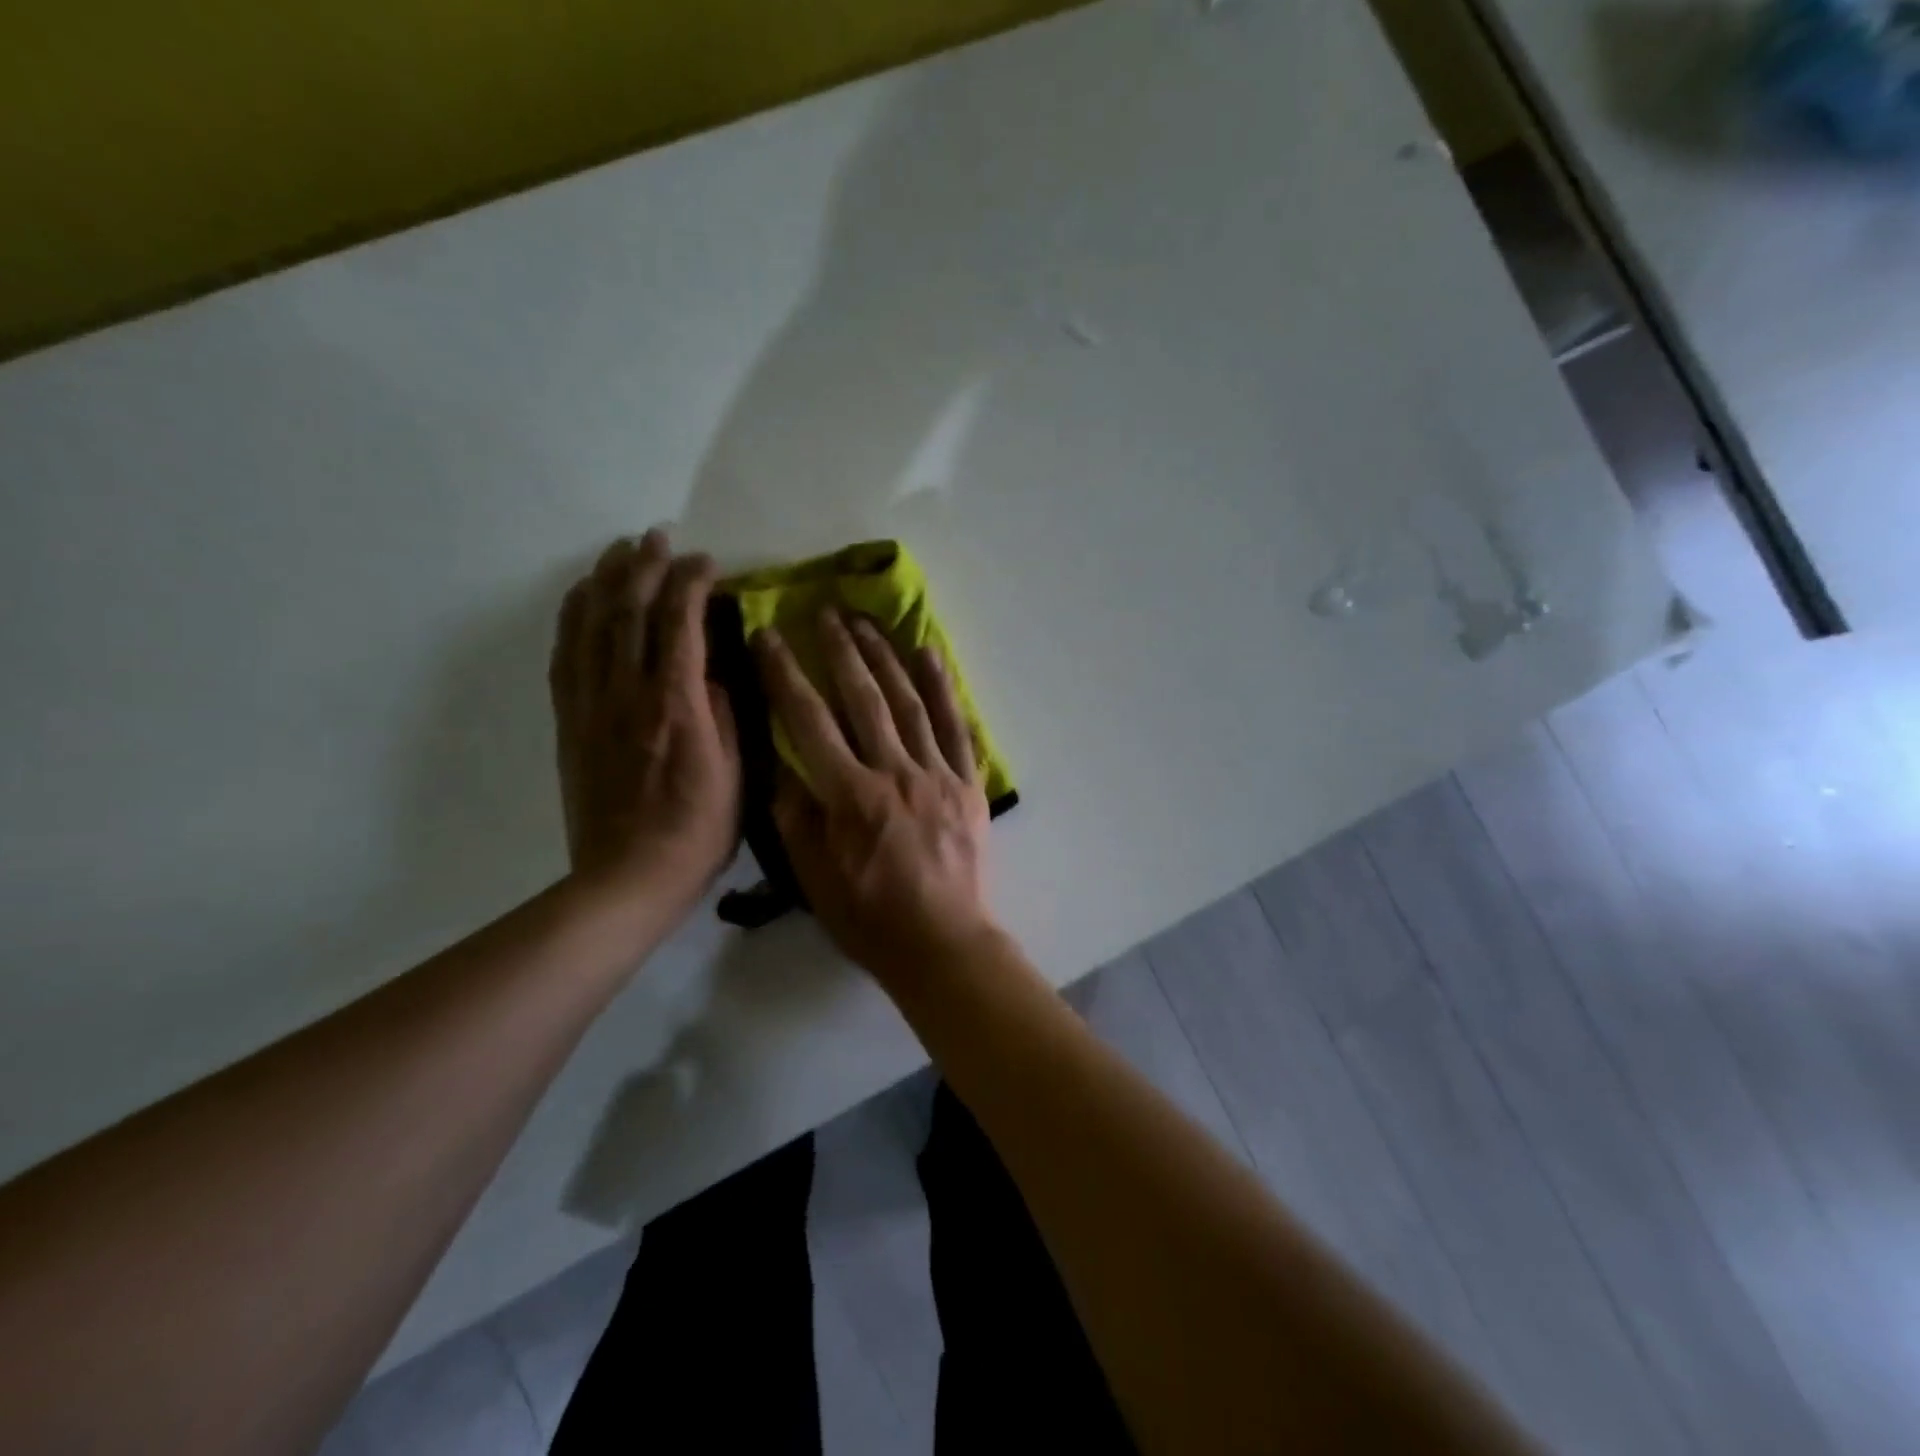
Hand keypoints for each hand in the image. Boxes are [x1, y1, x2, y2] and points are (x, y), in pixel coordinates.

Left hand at [550, 529, 740, 909]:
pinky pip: (565, 657)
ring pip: (592, 626)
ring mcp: (592, 706)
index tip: (708, 562)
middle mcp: (627, 694)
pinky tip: (581, 598)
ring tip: (619, 550)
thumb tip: (714, 674)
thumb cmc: (697, 831)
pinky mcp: (570, 722)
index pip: (680, 625)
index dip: (691, 584)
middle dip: (644, 566)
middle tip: (657, 536)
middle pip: (629, 612)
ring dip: (605, 581)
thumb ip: (726, 715)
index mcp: (676, 706)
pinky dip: (572, 618)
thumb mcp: (736, 775)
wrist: (627, 878)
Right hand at [754, 609, 995, 985]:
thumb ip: (796, 817)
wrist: (944, 943)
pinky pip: (955, 726)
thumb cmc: (871, 918)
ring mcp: (937, 774)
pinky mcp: (967, 782)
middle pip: (863, 698)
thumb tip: (784, 765)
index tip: (769, 635)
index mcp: (850, 796)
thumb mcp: (814, 877)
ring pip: (908, 702)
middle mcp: (894, 772)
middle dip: (840, 649)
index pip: (809, 720)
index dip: (786, 674)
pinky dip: (943, 688)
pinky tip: (930, 654)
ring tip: (867, 621)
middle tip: (825, 610)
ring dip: (886, 657)